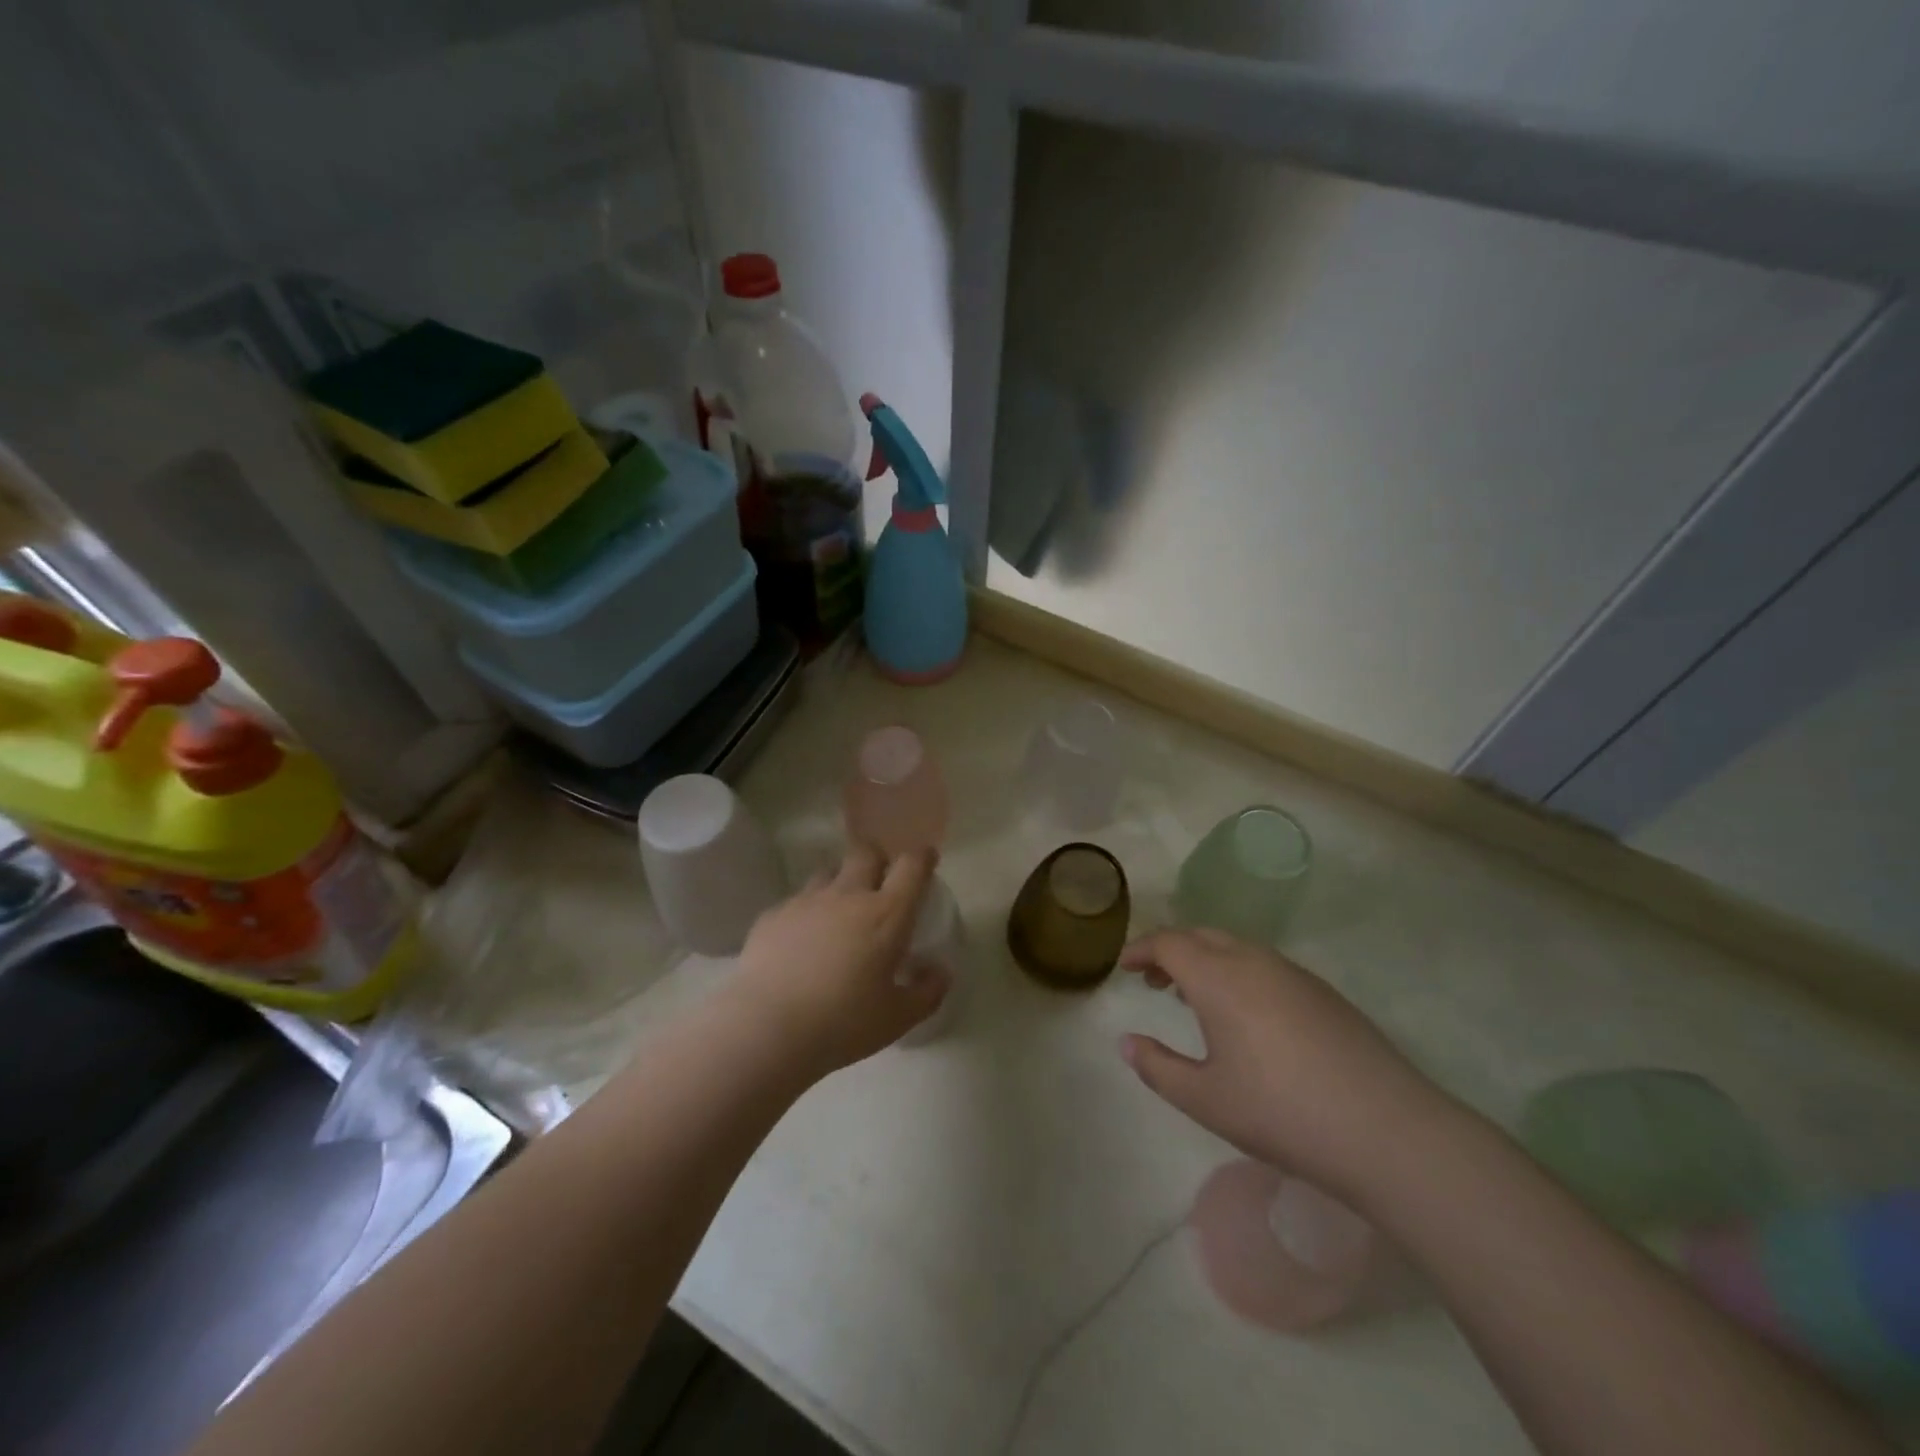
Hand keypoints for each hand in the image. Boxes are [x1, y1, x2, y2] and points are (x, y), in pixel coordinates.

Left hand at [726, 843, 945, 1080]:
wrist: (766, 1028)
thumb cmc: (843, 1023)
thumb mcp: (898, 1018)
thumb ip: (927, 992)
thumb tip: (939, 971)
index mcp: (886, 914)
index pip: (911, 866)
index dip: (922, 857)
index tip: (926, 861)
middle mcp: (848, 895)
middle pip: (866, 853)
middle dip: (878, 859)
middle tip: (881, 882)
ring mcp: (806, 901)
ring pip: (829, 872)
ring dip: (841, 882)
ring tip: (840, 911)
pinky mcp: (773, 915)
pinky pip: (797, 901)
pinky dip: (807, 912)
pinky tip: (802, 941)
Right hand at [1119, 928, 1444, 1199]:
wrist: (1387, 1131)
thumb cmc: (1281, 1112)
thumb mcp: (1205, 1100)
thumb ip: (1157, 1068)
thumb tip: (1127, 1043)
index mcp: (1218, 977)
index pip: (1169, 942)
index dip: (1141, 949)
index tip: (1124, 967)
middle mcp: (1254, 961)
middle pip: (1201, 935)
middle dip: (1171, 950)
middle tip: (1153, 980)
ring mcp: (1294, 973)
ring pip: (1235, 947)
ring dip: (1205, 960)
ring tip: (1193, 996)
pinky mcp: (1323, 993)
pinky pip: (1264, 964)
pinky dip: (1237, 972)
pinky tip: (1244, 1014)